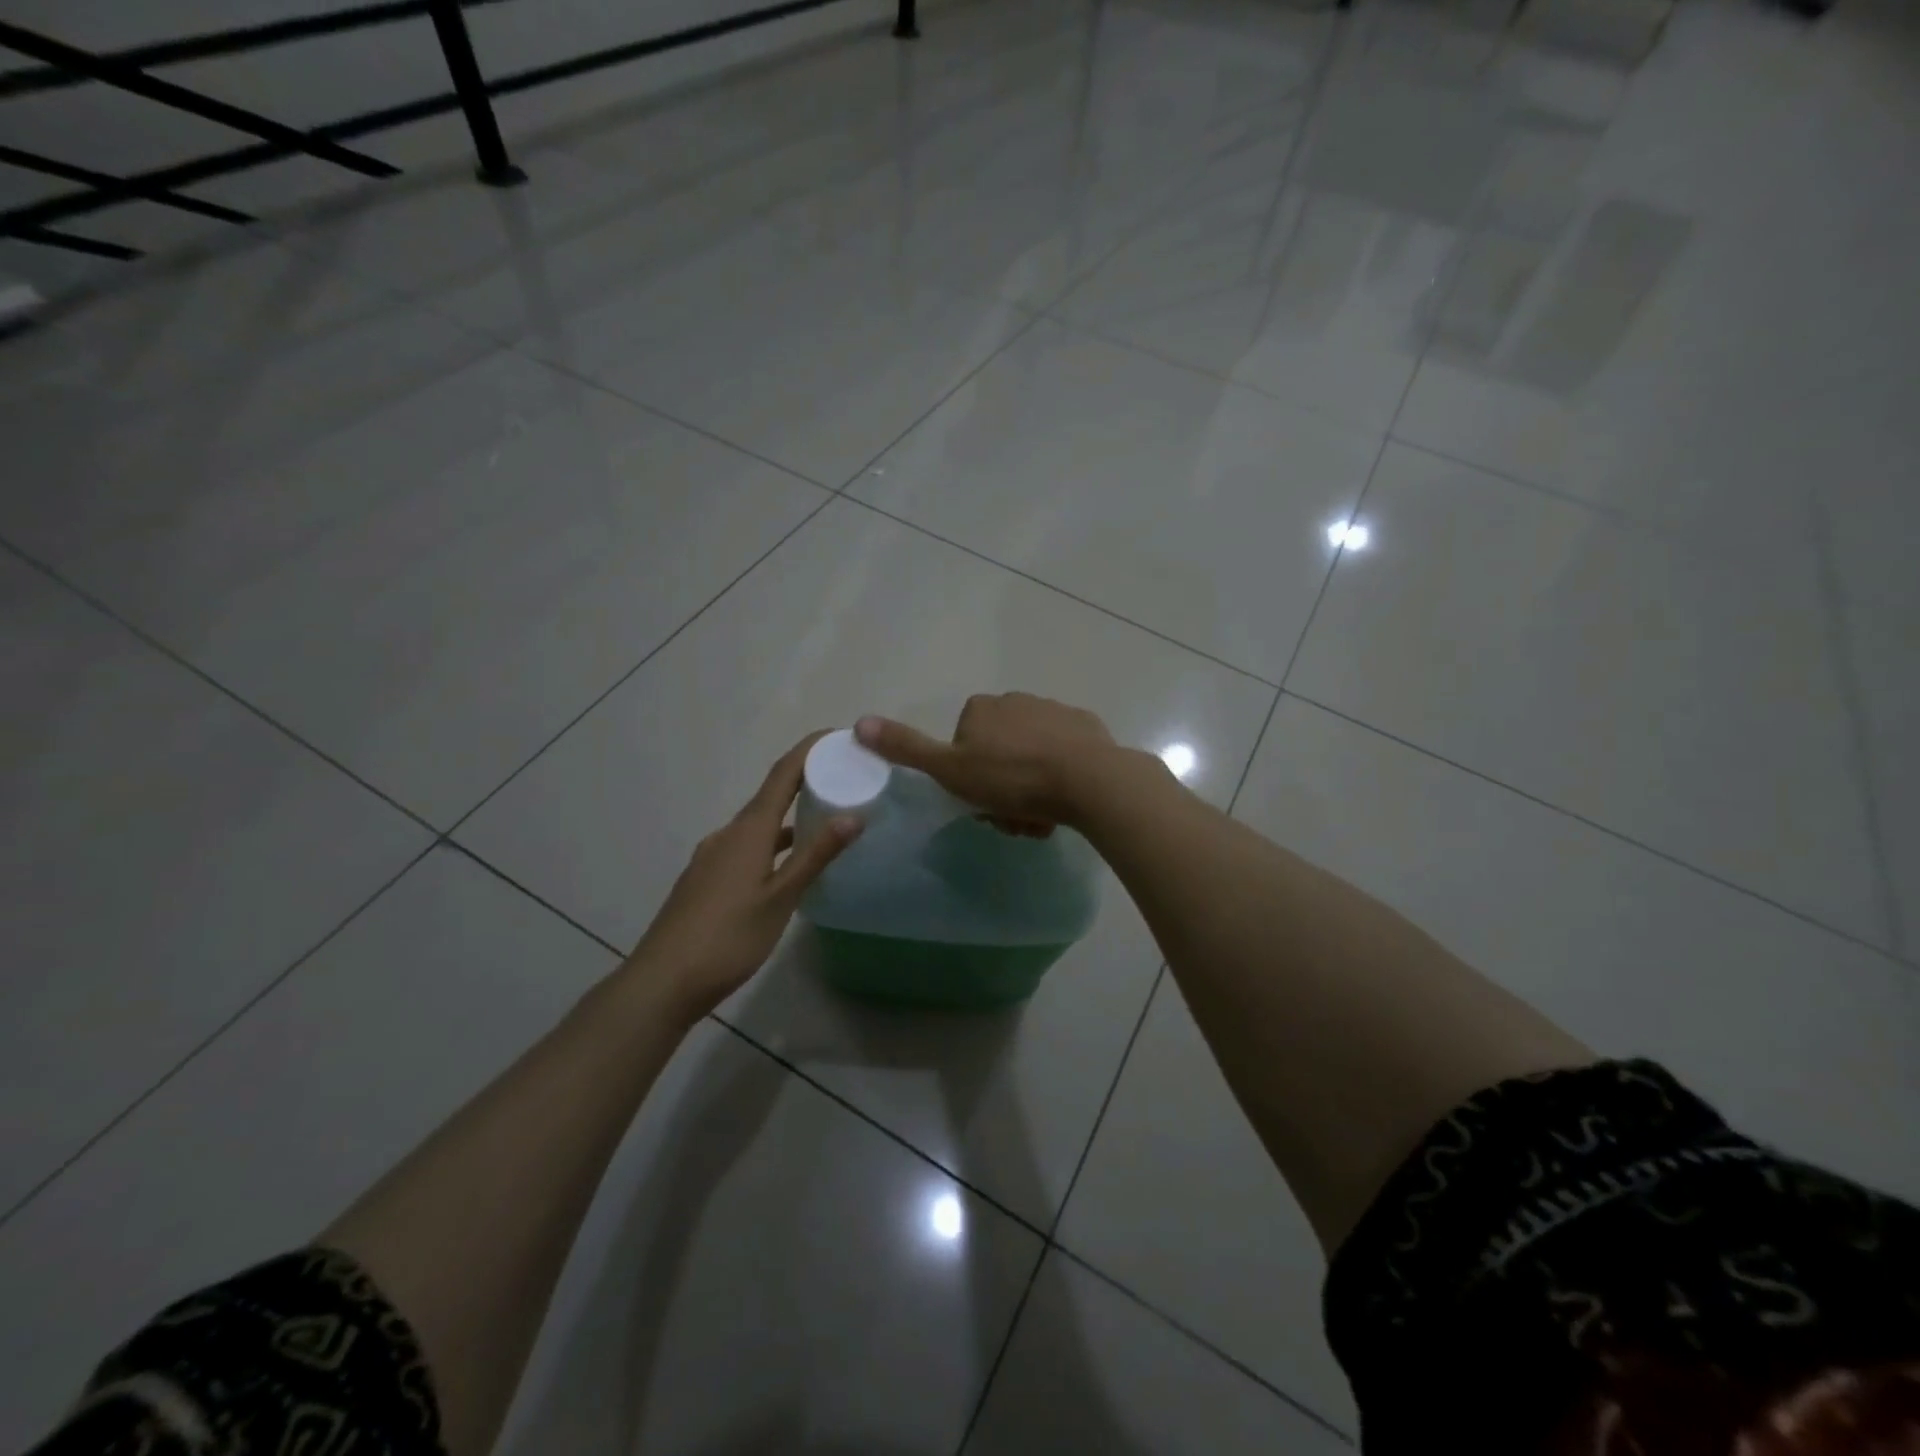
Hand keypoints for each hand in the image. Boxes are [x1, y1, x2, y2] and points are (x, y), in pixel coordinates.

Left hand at [623, 734, 860, 1025]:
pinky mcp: (706, 878)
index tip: (839, 735)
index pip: (783, 774)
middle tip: (843, 777)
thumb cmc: (728, 938)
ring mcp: (713, 856)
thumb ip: (816, 856)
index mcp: (748, 831)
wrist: (662, 981)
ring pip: (758, 824)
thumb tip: (853, 815)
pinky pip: (747, 845)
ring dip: (790, 815)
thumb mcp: (781, 899)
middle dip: (805, 780)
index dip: (809, 750)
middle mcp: (728, 834)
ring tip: (824, 818)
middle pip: (770, 795)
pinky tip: (786, 864)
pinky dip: (773, 841)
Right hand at [855, 693, 1129, 830]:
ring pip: (1030, 757)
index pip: (963, 746)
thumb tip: (858, 723)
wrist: (1088, 779)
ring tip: (1040, 817)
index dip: (968, 778)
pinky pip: (1063, 756)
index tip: (980, 803)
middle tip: (1012, 818)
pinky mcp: (1086, 727)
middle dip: (1001, 787)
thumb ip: (906, 748)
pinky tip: (1065, 801)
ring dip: (1030, 788)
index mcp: (982, 709)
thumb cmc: (1012, 778)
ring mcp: (1054, 711)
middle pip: (998, 753)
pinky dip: (1059, 778)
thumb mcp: (950, 770)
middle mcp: (1017, 701)